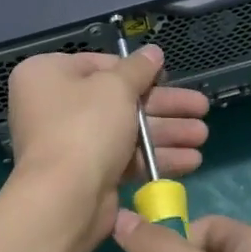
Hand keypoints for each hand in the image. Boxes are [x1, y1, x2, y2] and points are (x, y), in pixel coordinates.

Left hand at [7, 45, 208, 245]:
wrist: (65, 199)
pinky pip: (125, 158)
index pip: (99, 64)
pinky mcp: (87, 173)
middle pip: (118, 99)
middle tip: (201, 107)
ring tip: (202, 134)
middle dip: (163, 106)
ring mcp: (70, 142)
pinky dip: (155, 157)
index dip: (137, 71)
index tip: (168, 76)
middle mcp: (54, 106)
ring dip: (167, 132)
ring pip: (126, 130)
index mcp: (47, 75)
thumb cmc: (85, 127)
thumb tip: (152, 52)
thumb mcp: (116, 88)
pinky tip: (191, 160)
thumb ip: (138, 69)